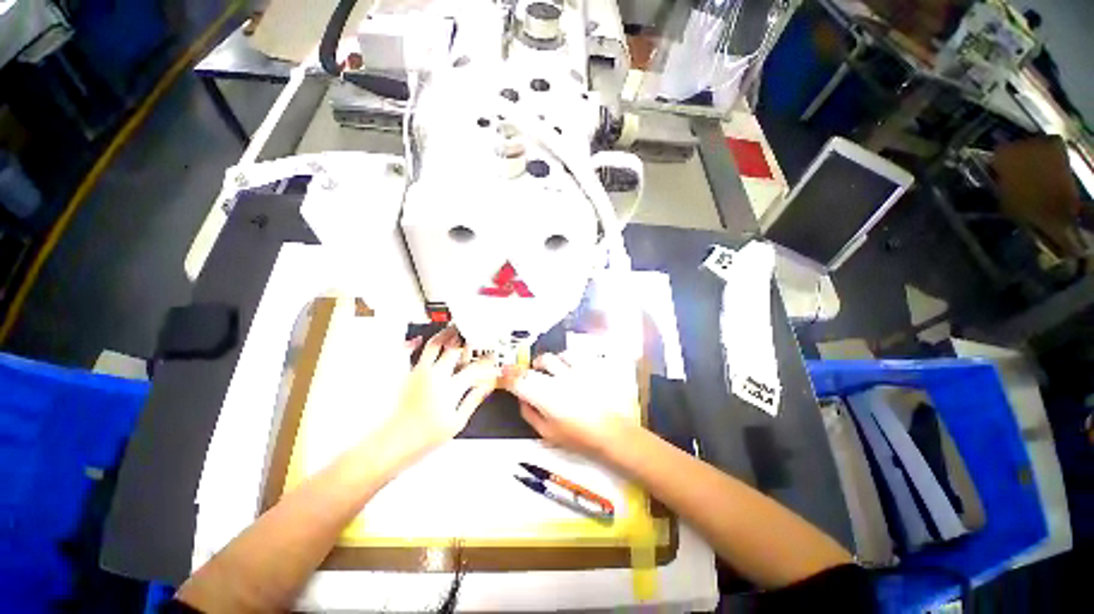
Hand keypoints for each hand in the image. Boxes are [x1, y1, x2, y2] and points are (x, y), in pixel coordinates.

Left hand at [381, 327, 500, 458]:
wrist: (394, 442)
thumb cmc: (425, 437)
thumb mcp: (457, 422)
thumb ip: (473, 400)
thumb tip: (486, 387)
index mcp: (451, 388)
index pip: (474, 368)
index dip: (486, 362)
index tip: (491, 359)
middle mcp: (435, 375)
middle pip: (455, 350)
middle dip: (467, 341)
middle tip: (474, 336)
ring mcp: (419, 373)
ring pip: (434, 345)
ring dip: (445, 335)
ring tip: (453, 329)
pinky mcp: (406, 375)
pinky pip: (407, 353)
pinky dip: (412, 344)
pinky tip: (416, 339)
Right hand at [502, 353, 635, 457]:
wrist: (612, 432)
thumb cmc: (578, 437)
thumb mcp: (547, 433)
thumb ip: (529, 413)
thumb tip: (521, 398)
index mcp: (546, 397)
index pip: (520, 380)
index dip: (507, 376)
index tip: (503, 374)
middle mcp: (558, 379)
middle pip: (534, 366)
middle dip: (525, 370)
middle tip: (527, 378)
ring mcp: (575, 371)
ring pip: (552, 356)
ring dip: (545, 364)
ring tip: (548, 373)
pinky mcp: (588, 367)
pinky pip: (571, 355)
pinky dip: (563, 359)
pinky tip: (565, 367)